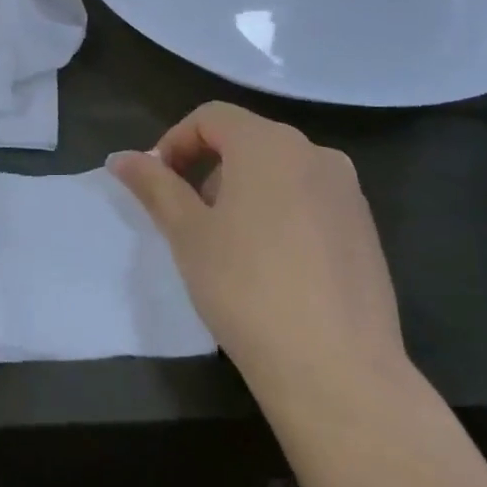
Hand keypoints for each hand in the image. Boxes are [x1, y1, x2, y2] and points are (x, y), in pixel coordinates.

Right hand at [110, 103, 412, 412]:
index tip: (157, 186)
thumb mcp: (188, 234)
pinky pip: (309, 200)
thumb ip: (154, 186)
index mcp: (270, 144)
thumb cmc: (246, 288)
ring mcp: (347, 191)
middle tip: (187, 220)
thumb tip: (121, 158)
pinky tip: (270, 265)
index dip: (174, 143)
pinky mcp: (365, 228)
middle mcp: (315, 153)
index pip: (210, 117)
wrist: (336, 369)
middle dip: (207, 169)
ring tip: (226, 245)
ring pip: (279, 171)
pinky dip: (279, 212)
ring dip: (242, 191)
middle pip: (247, 140)